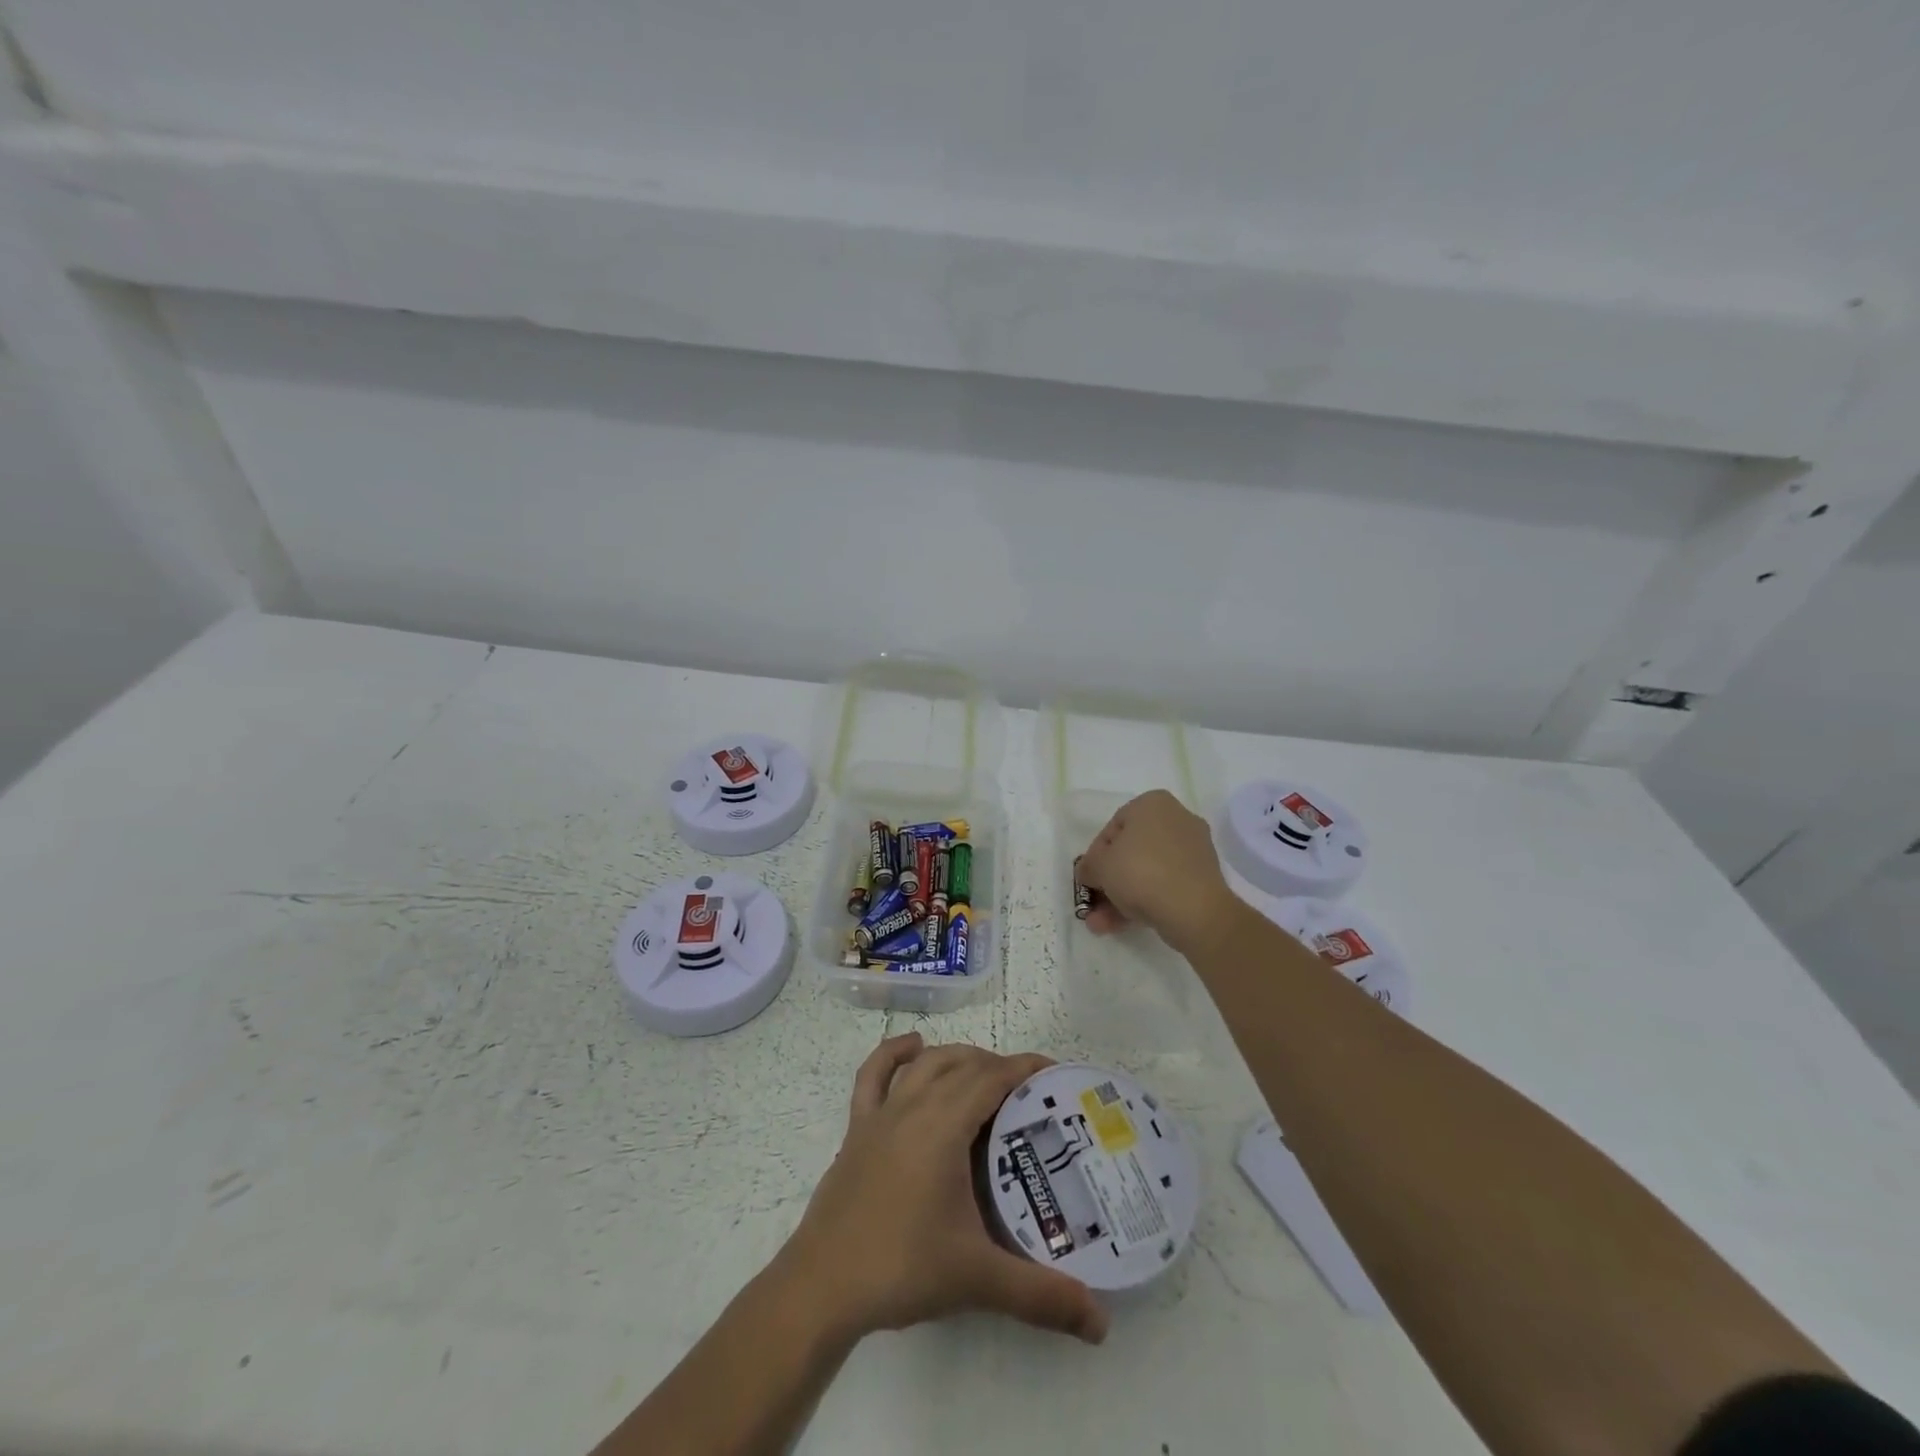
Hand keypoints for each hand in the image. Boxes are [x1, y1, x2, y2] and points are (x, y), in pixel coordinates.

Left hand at [778, 1033, 1108, 1345]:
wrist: (822, 1285)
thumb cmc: (901, 1268)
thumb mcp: (977, 1279)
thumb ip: (1041, 1296)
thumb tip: (1101, 1323)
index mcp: (943, 1126)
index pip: (992, 1078)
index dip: (1024, 1069)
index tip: (1054, 1073)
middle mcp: (913, 1106)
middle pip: (962, 1066)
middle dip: (999, 1067)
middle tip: (1029, 1094)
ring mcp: (880, 1114)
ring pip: (925, 1064)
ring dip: (957, 1058)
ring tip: (984, 1072)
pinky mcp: (857, 1129)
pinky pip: (873, 1075)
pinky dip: (894, 1053)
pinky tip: (912, 1047)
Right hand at [1075, 789, 1241, 956]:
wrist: (1194, 910)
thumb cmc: (1141, 872)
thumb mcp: (1099, 866)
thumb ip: (1088, 866)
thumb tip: (1089, 873)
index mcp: (1152, 803)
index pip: (1113, 827)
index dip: (1095, 855)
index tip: (1088, 877)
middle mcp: (1177, 819)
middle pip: (1131, 852)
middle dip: (1109, 881)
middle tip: (1094, 902)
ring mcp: (1193, 850)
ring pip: (1147, 872)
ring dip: (1121, 897)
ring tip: (1100, 924)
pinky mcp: (1203, 878)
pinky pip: (1165, 885)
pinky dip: (1144, 901)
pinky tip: (1121, 926)